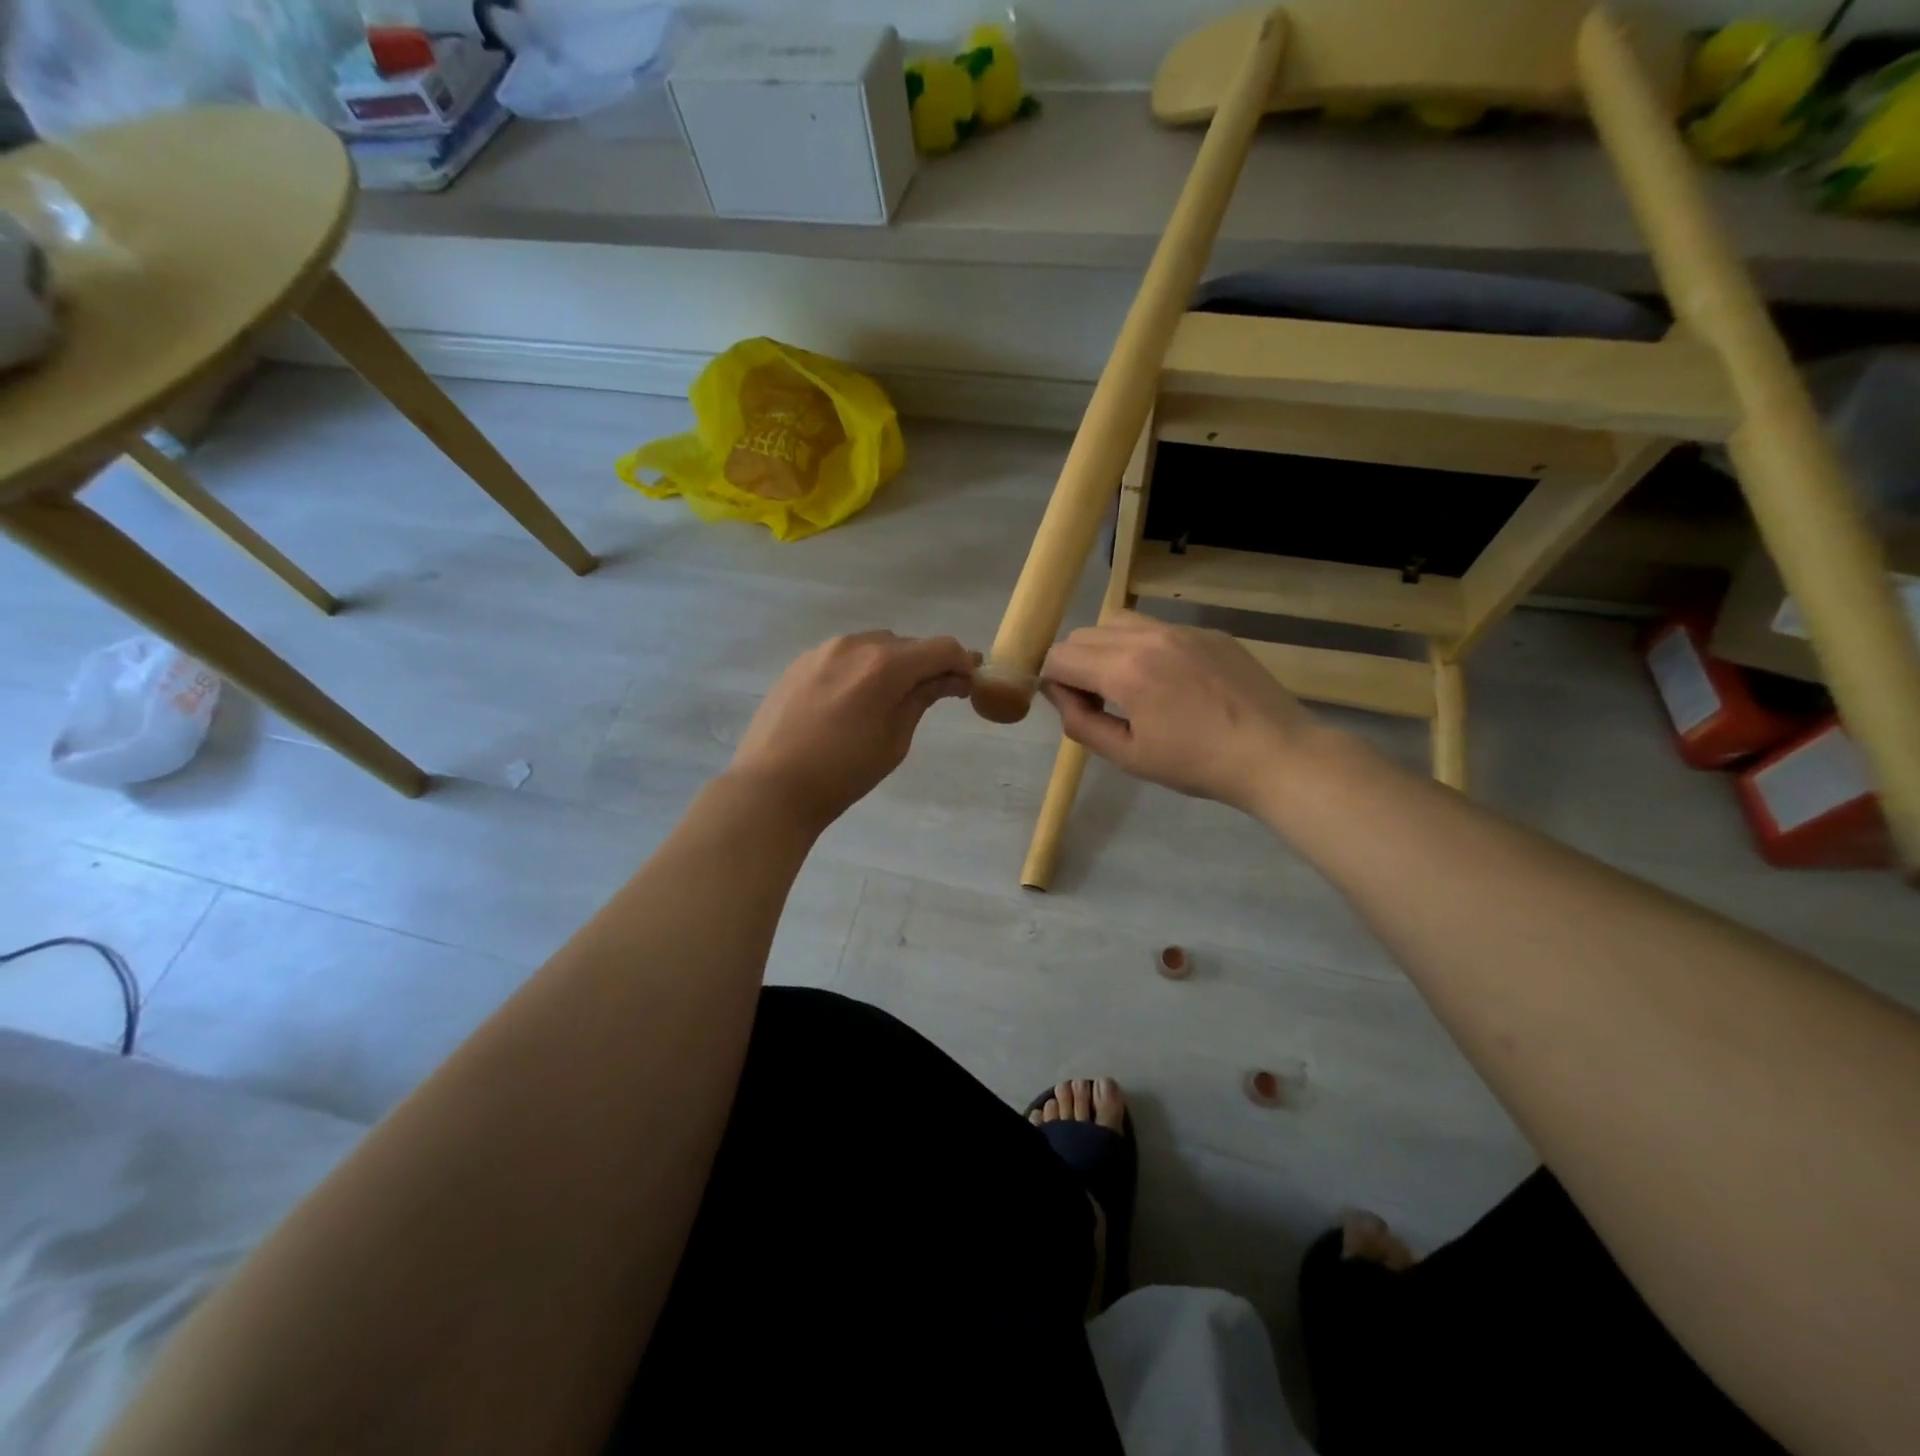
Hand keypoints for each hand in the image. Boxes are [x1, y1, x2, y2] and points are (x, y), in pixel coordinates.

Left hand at [729, 632, 976, 831]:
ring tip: (889, 699)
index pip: (942, 647)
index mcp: (885, 664)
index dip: (962, 663)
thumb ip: (922, 699)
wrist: (772, 786)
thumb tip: (948, 679)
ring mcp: (824, 649)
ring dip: (893, 664)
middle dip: (927, 664)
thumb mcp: (894, 740)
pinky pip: (845, 655)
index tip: (968, 685)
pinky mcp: (801, 662)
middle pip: (908, 644)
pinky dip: (862, 668)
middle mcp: (856, 644)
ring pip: (874, 645)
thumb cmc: (843, 772)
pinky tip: (853, 700)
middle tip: (934, 695)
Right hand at [1039, 612, 1322, 814]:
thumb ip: (1081, 723)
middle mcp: (1147, 637)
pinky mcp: (1208, 632)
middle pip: (1083, 635)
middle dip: (1076, 665)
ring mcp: (1181, 629)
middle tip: (1100, 702)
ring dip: (1107, 649)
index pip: (1060, 657)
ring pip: (1118, 622)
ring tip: (1130, 684)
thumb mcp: (1128, 756)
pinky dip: (1145, 647)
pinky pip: (1158, 628)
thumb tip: (1058, 695)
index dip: (1054, 683)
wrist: (1275, 753)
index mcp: (1124, 670)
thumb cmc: (1197, 764)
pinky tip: (1172, 682)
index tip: (1075, 709)